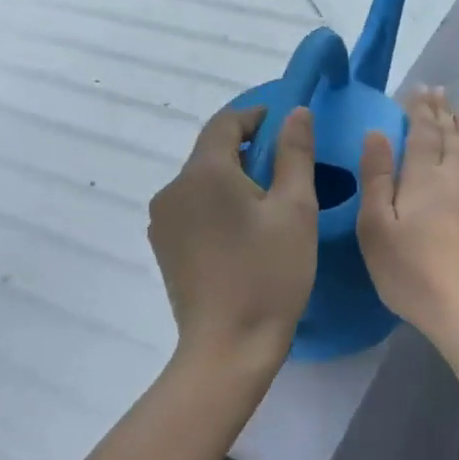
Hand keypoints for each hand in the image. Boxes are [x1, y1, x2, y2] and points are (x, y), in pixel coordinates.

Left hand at [149, 106, 317, 376]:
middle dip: (248, 152)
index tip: (287, 126)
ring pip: (202, 182)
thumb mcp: (295, 209)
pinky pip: (193, 208)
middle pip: (211, 152)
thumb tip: (295, 112)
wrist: (229, 347)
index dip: (256, 117)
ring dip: (233, 180)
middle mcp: (173, 189)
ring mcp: (162, 220)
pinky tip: (243, 233)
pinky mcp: (164, 247)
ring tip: (269, 206)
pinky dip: (218, 205)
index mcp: (203, 173)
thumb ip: (295, 153)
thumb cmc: (270, 274)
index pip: (225, 123)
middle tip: (287, 172)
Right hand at [358, 88, 458, 346]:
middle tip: (439, 92)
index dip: (420, 109)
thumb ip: (377, 178)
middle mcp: (455, 178)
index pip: (422, 132)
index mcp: (424, 177)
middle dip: (442, 113)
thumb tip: (377, 134)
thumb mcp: (377, 227)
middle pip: (449, 137)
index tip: (419, 89)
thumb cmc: (412, 271)